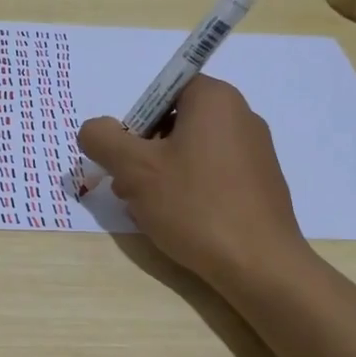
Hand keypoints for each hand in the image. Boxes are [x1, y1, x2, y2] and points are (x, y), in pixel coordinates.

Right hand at [77, 75, 308, 286]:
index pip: (162, 90)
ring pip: (192, 152)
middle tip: (128, 187)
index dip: (136, 121)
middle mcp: (241, 115)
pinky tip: (180, 222)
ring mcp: (256, 151)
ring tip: (148, 211)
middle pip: (175, 122)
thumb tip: (94, 129)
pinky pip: (214, 174)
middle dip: (144, 152)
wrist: (261, 265)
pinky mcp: (261, 183)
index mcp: (215, 98)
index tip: (126, 157)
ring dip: (162, 175)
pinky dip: (190, 190)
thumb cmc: (195, 205)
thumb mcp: (135, 170)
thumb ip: (104, 140)